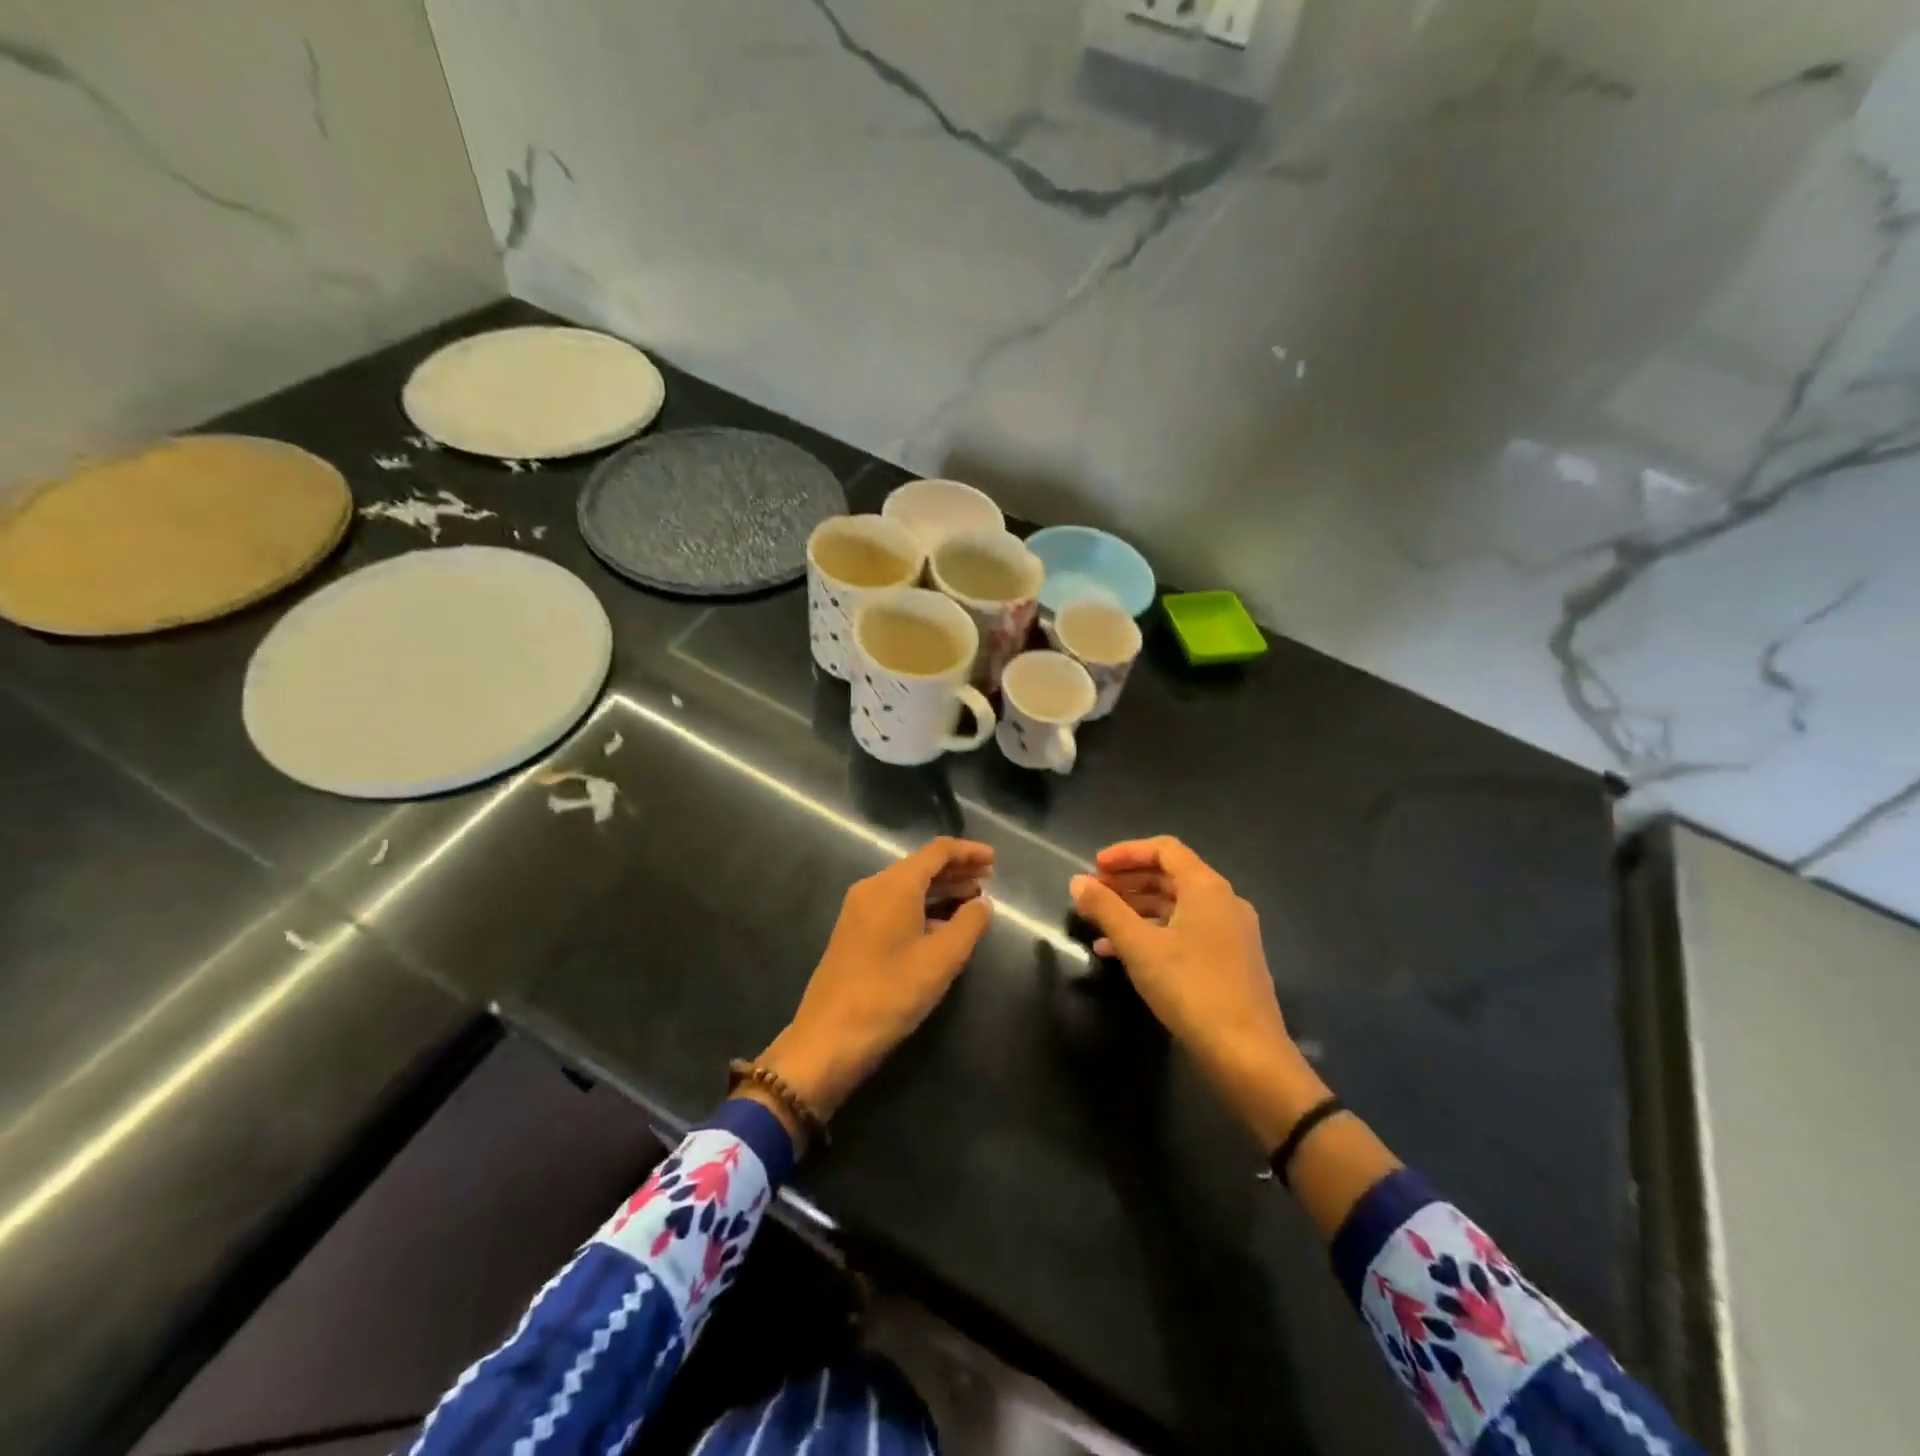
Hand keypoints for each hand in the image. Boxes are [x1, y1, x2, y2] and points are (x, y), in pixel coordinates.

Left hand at [753, 838, 993, 1128]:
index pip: (937, 851)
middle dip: (956, 869)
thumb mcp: (942, 959)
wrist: (829, 1037)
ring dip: (940, 889)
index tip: (994, 860)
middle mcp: (873, 888)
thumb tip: (983, 903)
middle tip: (989, 879)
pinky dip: (922, 906)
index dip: (968, 851)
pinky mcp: (854, 932)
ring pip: (907, 886)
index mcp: (894, 885)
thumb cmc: (890, 992)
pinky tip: (941, 925)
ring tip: (973, 899)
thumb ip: (969, 924)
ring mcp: (859, 910)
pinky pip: (895, 905)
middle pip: (920, 866)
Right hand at [1071, 837, 1319, 1147]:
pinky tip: (1121, 954)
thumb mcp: (1138, 946)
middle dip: (1127, 882)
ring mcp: (1230, 932)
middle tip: (1093, 894)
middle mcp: (1224, 901)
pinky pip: (1185, 931)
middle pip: (1170, 876)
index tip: (1094, 867)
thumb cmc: (1190, 988)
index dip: (1126, 853)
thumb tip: (1077, 881)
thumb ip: (1106, 909)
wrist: (1246, 1054)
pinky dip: (1153, 933)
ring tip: (1099, 925)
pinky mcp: (1230, 961)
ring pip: (1176, 906)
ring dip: (1136, 909)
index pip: (1164, 850)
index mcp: (1207, 888)